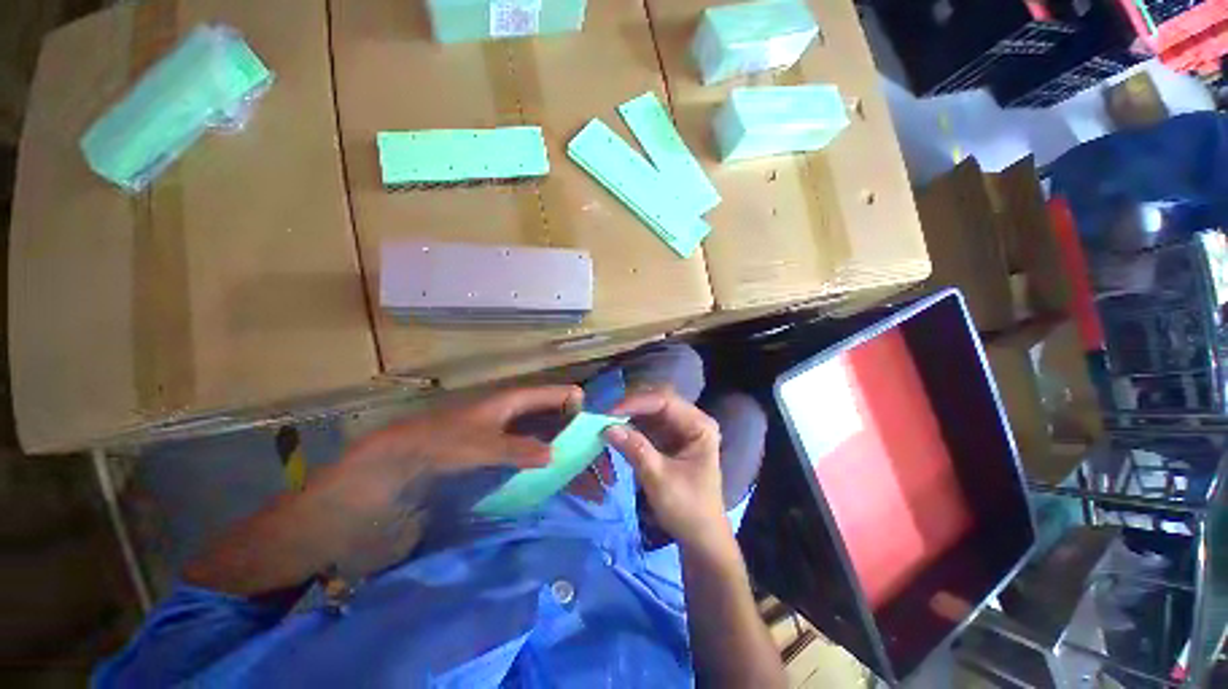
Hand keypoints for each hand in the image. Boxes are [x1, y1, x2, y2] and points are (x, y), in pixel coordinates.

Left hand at [283, 385, 582, 578]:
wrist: (393, 462)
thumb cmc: (436, 443)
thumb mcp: (478, 445)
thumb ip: (517, 449)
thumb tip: (555, 456)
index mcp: (512, 401)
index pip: (556, 395)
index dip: (578, 404)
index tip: (601, 423)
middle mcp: (515, 415)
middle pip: (557, 420)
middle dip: (580, 437)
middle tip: (602, 462)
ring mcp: (508, 436)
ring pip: (548, 440)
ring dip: (568, 456)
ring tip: (590, 480)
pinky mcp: (499, 456)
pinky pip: (533, 458)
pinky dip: (549, 468)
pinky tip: (560, 484)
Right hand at [605, 390, 729, 550]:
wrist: (700, 538)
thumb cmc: (687, 508)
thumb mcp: (659, 479)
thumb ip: (635, 449)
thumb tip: (607, 427)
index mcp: (699, 425)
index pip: (665, 401)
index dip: (636, 403)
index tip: (609, 413)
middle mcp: (691, 420)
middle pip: (657, 401)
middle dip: (631, 406)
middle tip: (604, 415)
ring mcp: (679, 429)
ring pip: (650, 411)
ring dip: (628, 415)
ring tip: (605, 421)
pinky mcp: (669, 439)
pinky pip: (647, 425)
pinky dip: (631, 426)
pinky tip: (615, 429)